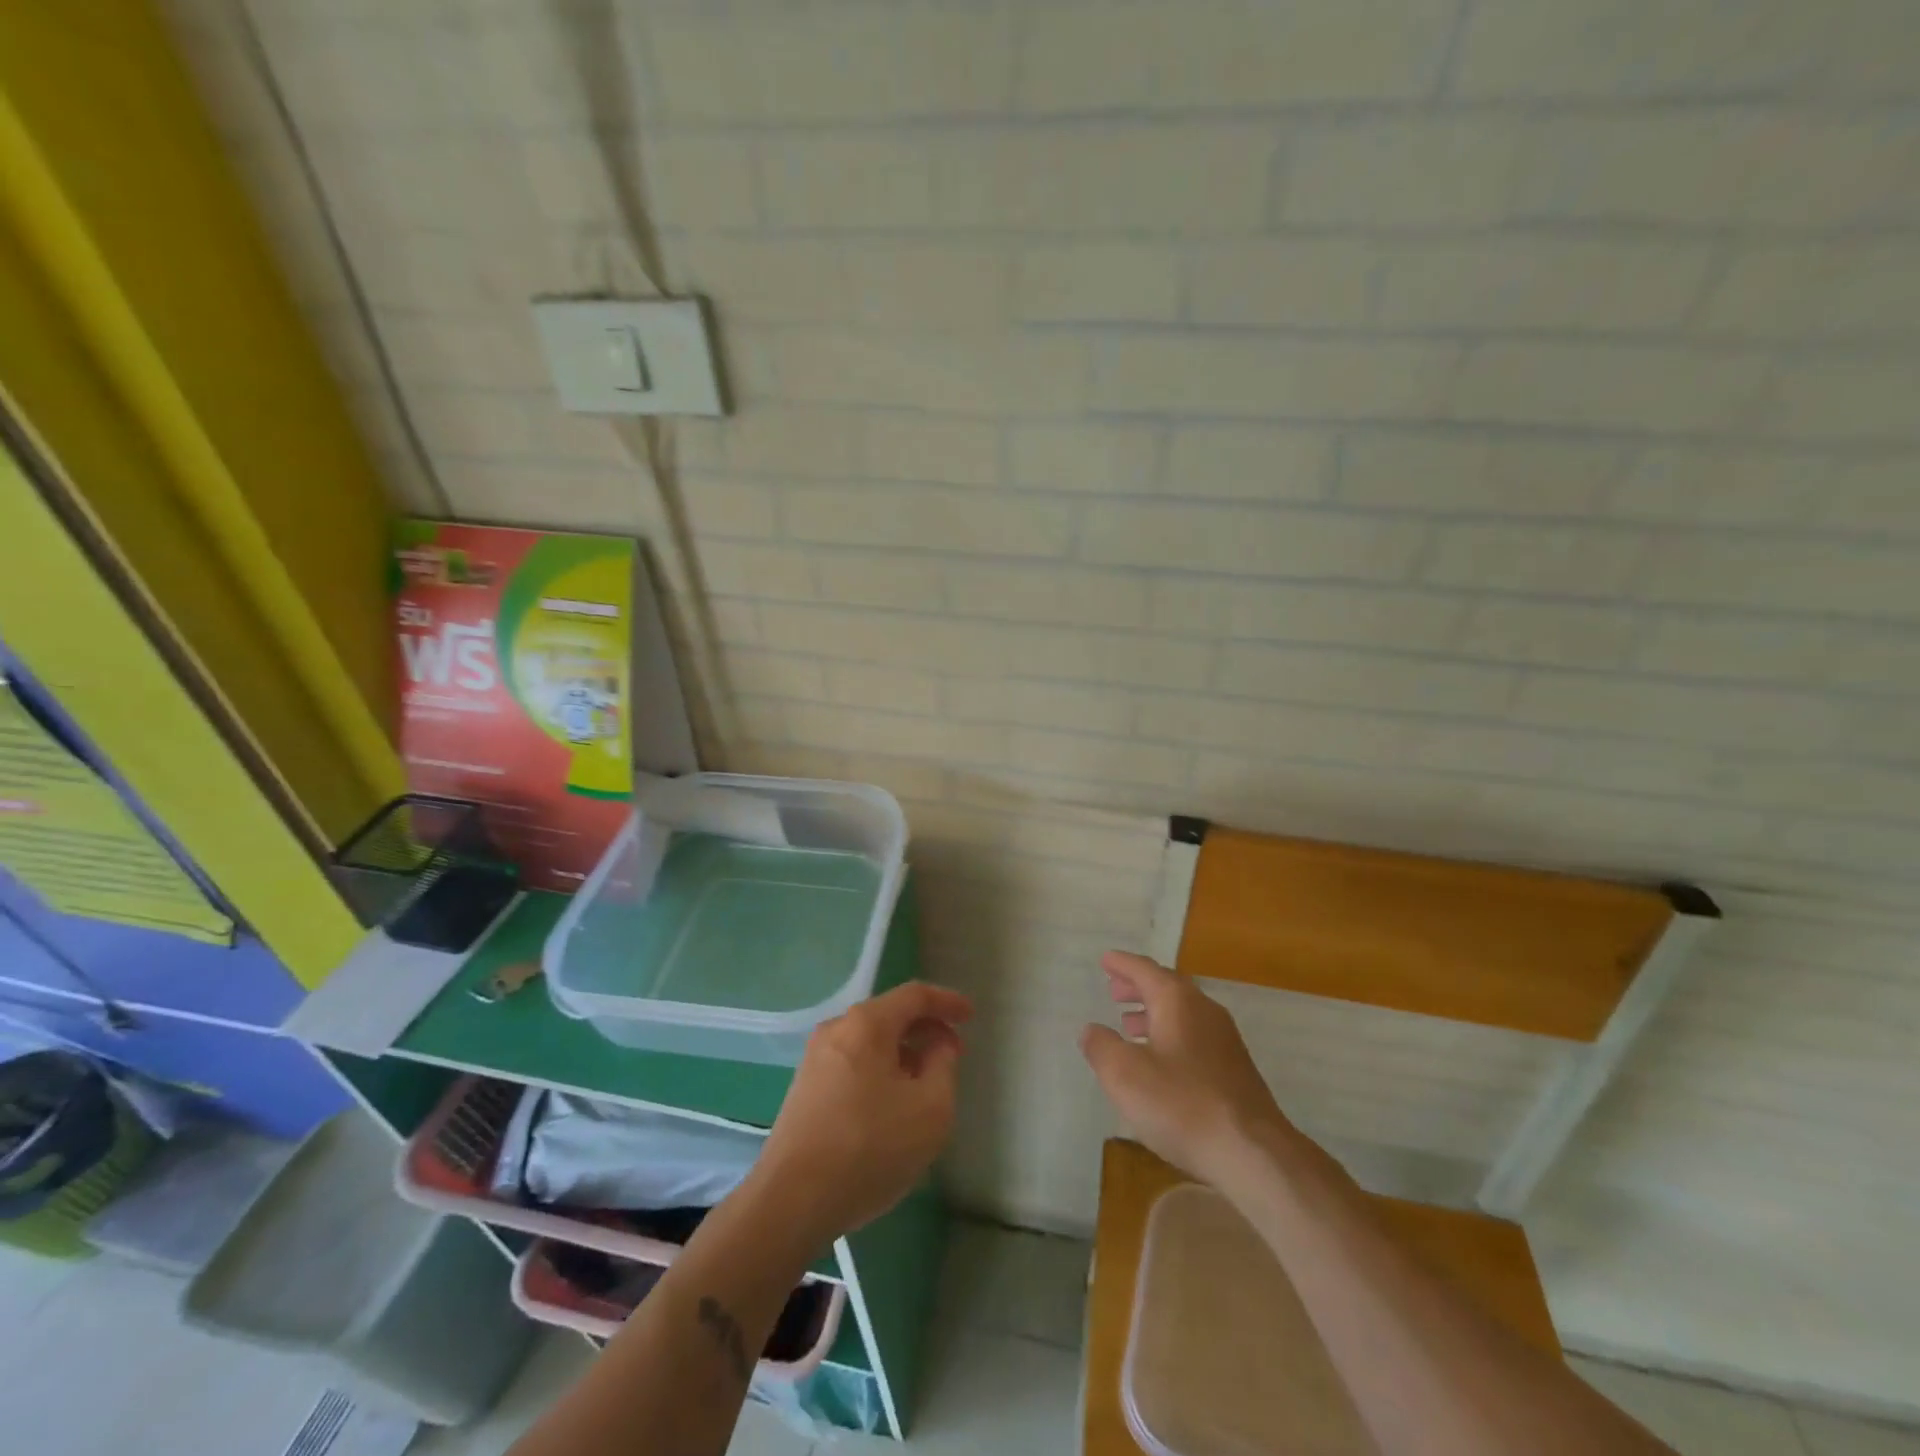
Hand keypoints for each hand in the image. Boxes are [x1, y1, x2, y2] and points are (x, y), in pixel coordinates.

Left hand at [751, 981, 972, 1250]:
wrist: (791, 1202)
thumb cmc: (869, 1148)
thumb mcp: (930, 1110)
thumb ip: (943, 1066)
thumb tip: (938, 1045)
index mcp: (867, 1024)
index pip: (914, 996)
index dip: (947, 1002)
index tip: (970, 1016)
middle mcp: (836, 1029)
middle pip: (889, 1015)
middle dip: (925, 1029)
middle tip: (952, 1052)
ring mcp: (815, 1059)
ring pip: (870, 1041)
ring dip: (902, 1052)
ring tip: (925, 1082)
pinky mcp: (804, 1088)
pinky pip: (852, 1062)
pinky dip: (879, 1069)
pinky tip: (890, 1103)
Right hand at [1081, 950, 1302, 1189]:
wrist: (1253, 1153)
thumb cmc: (1181, 1105)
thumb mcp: (1124, 1074)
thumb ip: (1101, 1046)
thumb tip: (1092, 1030)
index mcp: (1177, 1001)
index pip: (1144, 969)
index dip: (1122, 964)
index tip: (1105, 960)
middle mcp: (1203, 1010)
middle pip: (1166, 987)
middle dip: (1138, 986)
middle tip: (1114, 990)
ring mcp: (1224, 1039)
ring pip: (1182, 1013)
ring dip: (1153, 1012)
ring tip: (1129, 1024)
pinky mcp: (1234, 1069)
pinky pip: (1194, 1035)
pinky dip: (1170, 1034)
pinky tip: (1159, 1060)